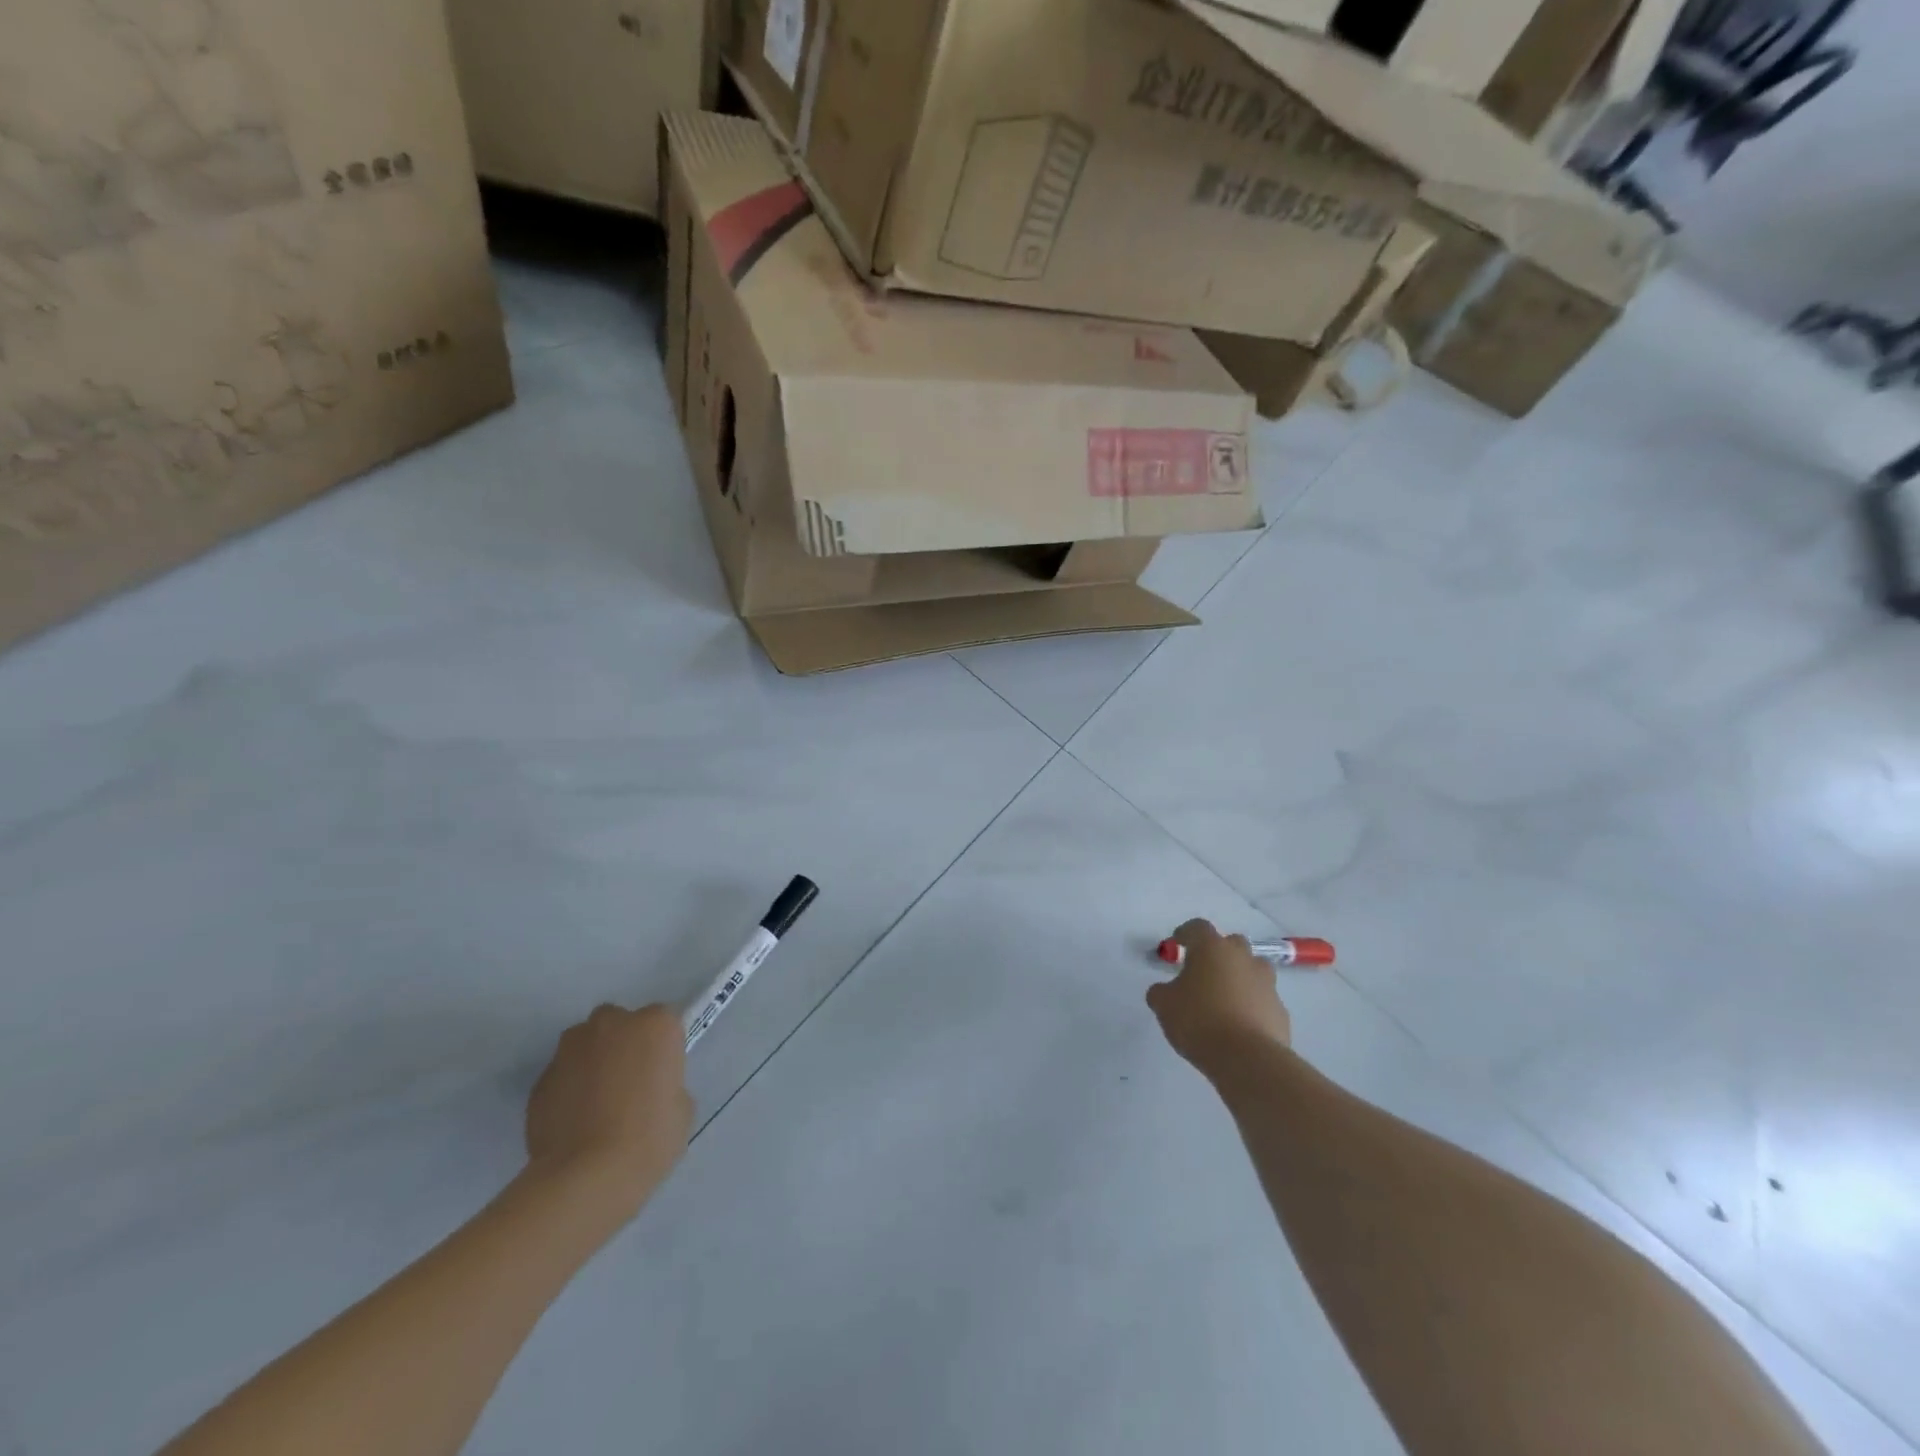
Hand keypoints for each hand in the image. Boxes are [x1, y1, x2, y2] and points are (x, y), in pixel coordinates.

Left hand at [525, 1003, 693, 1221]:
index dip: (662, 1048)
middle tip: (628, 1083)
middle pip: (619, 1023)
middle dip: (622, 1044)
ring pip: (584, 1044)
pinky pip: (562, 1076)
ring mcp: (570, 1049)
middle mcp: (612, 1023)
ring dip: (591, 1062)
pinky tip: (573, 1123)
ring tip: (595, 1104)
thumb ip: (666, 1084)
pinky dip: (568, 1089)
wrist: (585, 1177)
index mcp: (655, 1025)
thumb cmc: (649, 1138)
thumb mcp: (681, 1108)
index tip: (661, 1074)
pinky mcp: (540, 1079)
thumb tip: (648, 1090)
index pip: (663, 1022)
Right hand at [1146, 919, 1292, 1074]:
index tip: (1178, 944)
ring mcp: (1266, 984)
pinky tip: (1240, 1025)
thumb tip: (1164, 991)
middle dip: (1219, 954)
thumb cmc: (1198, 1020)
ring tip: (1225, 998)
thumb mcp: (1164, 1005)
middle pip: (1232, 944)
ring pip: (1253, 970)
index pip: (1197, 927)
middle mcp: (1242, 958)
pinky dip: (1253, 1006)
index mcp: (1211, 948)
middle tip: (1204, 972)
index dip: (1186, 934)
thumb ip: (1161, 992)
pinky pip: (1263, 1000)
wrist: (1246, 1059)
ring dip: (1240, 977)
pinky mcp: (1280, 1011)